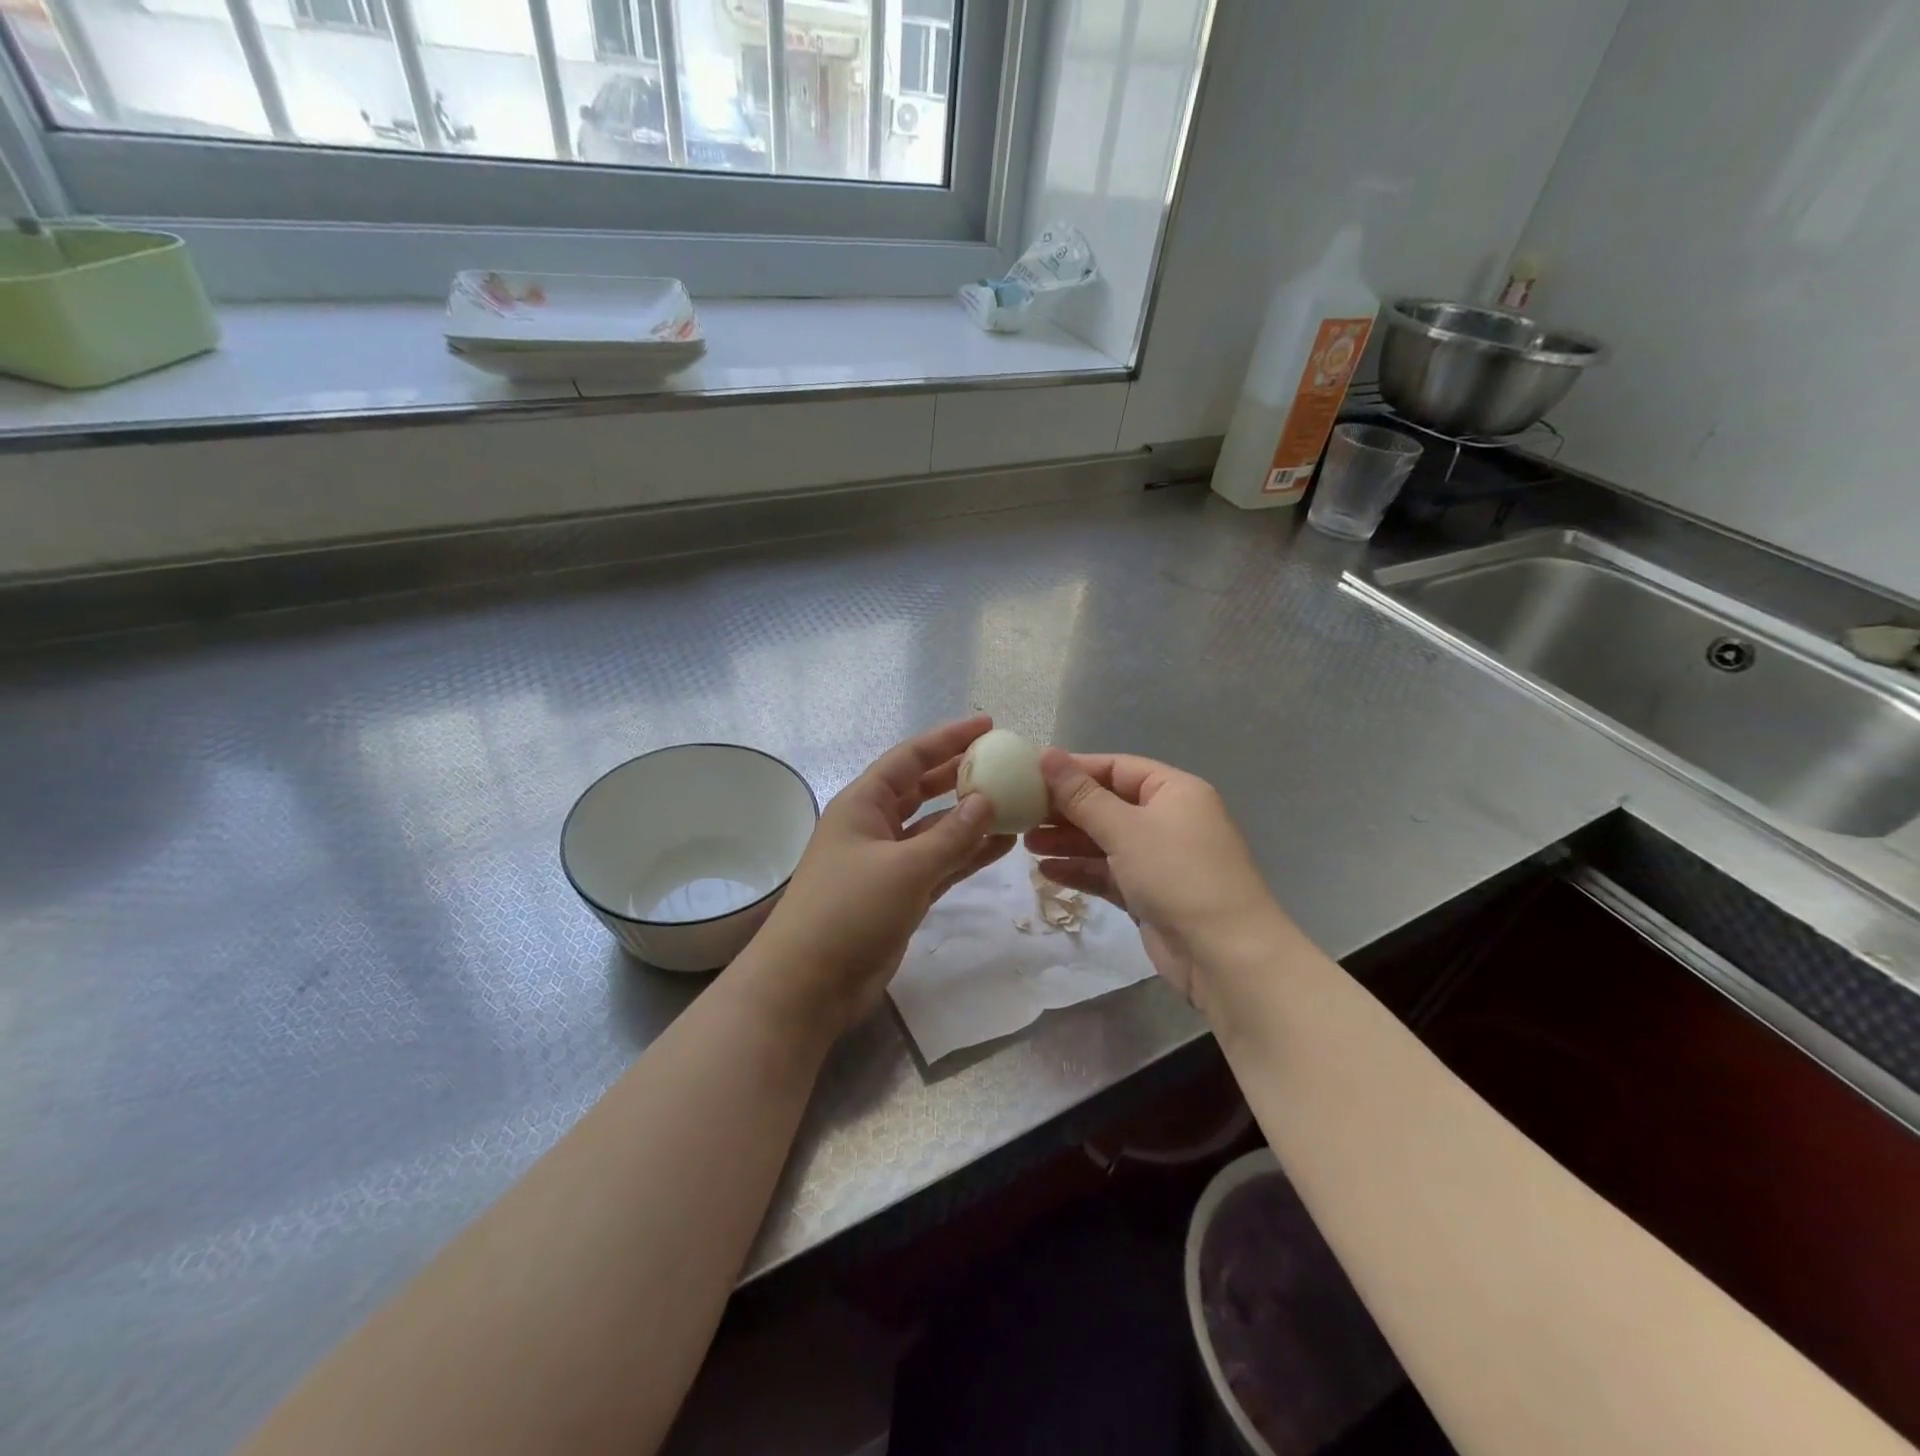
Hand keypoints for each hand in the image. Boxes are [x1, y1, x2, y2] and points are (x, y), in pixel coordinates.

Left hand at [739, 716, 1014, 1037]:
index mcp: (863, 804)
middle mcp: (875, 825)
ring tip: (1015, 805)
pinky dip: (967, 854)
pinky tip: (1001, 846)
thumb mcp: (905, 867)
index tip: (988, 726)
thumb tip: (987, 801)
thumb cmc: (849, 911)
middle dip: (961, 775)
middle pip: (924, 789)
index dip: (948, 738)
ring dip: (971, 818)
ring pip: (936, 829)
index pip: (910, 758)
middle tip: (1005, 764)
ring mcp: (888, 862)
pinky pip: (940, 863)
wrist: (809, 984)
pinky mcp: (900, 894)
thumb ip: (951, 835)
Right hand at [1025, 750, 1280, 1010]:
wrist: (1225, 955)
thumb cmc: (1177, 874)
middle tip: (1021, 814)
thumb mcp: (1125, 828)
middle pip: (1108, 804)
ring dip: (1067, 842)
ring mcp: (1160, 859)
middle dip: (1065, 810)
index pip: (1116, 767)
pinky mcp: (1150, 894)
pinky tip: (1047, 872)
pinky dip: (1081, 870)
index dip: (1074, 770)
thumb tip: (1047, 753)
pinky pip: (1109, 873)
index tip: (1030, 775)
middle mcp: (1168, 819)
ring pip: (1105, 841)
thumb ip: (1081, 795)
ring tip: (1025, 844)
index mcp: (1173, 791)